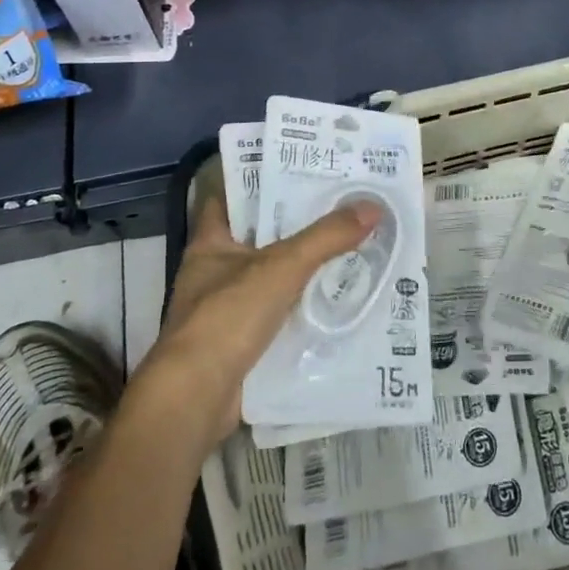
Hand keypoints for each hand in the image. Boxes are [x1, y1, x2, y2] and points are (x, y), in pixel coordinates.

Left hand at [137, 191, 381, 450]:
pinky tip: (334, 300)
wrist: (195, 399)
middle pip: (257, 237)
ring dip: (301, 269)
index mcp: (210, 243)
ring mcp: (224, 311)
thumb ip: (326, 237)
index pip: (232, 198)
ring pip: (270, 278)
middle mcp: (213, 272)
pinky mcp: (239, 345)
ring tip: (346, 247)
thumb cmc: (228, 317)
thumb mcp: (282, 266)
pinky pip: (276, 316)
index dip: (261, 181)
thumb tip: (373, 205)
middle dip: (294, 225)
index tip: (300, 169)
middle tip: (339, 205)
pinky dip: (301, 309)